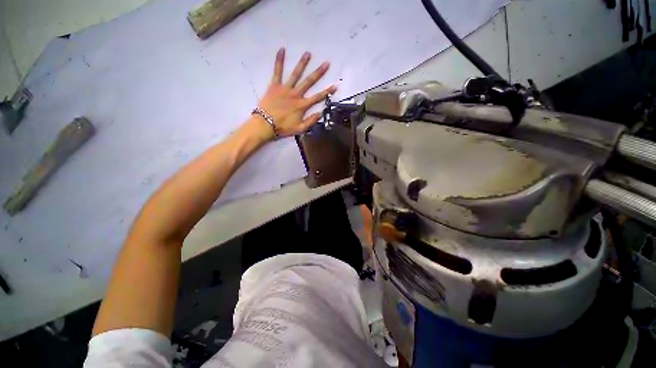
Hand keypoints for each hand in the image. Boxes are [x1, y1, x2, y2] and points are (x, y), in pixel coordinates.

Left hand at [254, 48, 336, 139]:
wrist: (265, 125)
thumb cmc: (283, 128)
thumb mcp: (300, 129)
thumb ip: (311, 121)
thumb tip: (320, 113)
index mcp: (302, 105)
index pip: (318, 97)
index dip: (327, 91)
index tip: (335, 85)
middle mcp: (296, 94)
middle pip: (309, 82)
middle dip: (318, 72)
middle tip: (326, 63)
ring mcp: (285, 89)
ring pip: (296, 74)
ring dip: (302, 64)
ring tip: (308, 53)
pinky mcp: (274, 85)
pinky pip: (277, 71)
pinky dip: (279, 60)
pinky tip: (282, 49)